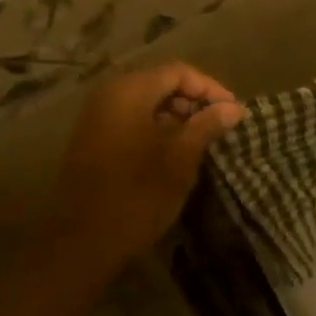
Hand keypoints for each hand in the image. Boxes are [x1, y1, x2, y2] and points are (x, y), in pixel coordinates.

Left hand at [49, 62, 242, 267]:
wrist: (82, 242)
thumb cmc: (136, 196)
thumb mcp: (180, 159)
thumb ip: (207, 126)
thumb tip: (233, 108)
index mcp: (129, 92)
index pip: (178, 72)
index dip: (210, 88)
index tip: (233, 112)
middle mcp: (108, 95)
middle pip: (160, 83)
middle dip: (193, 101)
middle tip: (219, 126)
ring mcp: (96, 118)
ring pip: (146, 103)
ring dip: (176, 116)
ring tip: (201, 141)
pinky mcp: (92, 140)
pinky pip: (131, 120)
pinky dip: (156, 128)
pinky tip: (174, 153)